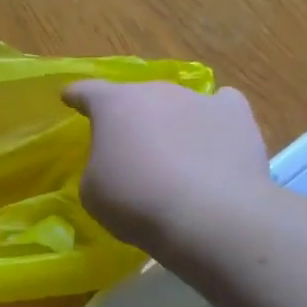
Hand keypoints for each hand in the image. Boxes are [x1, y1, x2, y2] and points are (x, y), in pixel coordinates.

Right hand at [63, 81, 270, 249]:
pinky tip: (216, 139)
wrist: (208, 216)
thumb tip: (115, 165)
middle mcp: (155, 91)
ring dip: (171, 121)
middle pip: (136, 97)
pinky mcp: (236, 116)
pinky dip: (215, 118)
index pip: (87, 91)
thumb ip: (98, 168)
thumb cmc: (136, 202)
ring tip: (176, 152)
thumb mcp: (92, 191)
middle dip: (131, 117)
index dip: (76, 96)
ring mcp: (199, 99)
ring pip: (178, 102)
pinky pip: (222, 105)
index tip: (70, 97)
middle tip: (130, 147)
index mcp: (113, 105)